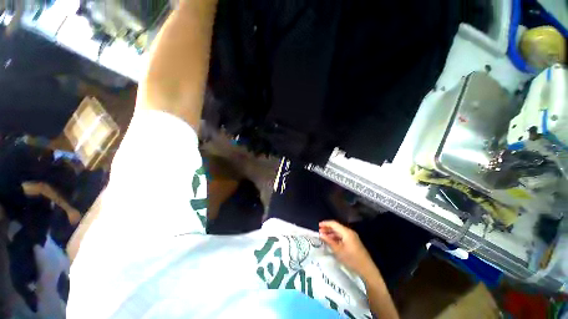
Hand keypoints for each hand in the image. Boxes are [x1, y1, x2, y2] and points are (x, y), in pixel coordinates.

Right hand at [319, 220, 373, 276]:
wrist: (367, 270)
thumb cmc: (352, 260)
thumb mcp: (338, 251)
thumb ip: (329, 241)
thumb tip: (320, 234)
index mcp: (346, 232)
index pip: (334, 224)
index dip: (325, 223)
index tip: (318, 226)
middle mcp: (349, 232)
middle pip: (337, 227)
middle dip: (328, 228)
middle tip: (319, 232)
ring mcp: (352, 237)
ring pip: (339, 232)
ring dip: (331, 233)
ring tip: (324, 237)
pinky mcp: (353, 242)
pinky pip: (343, 236)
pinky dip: (336, 237)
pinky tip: (331, 242)